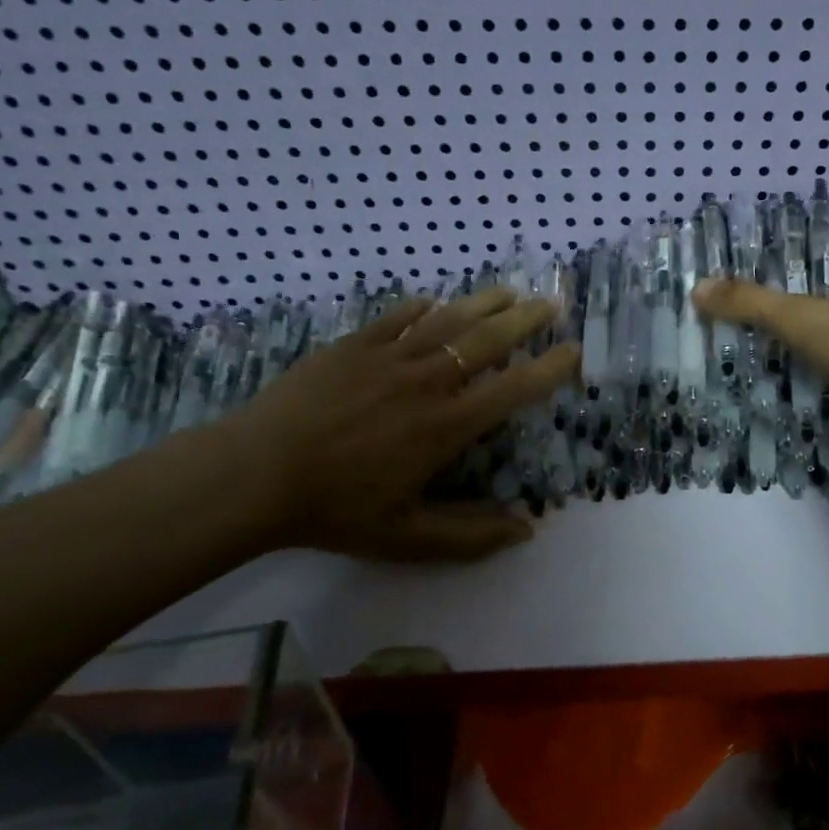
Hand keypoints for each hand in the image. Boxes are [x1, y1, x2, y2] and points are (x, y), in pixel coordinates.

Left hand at [219, 289, 579, 561]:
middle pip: (487, 341)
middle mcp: (426, 382)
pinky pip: (395, 318)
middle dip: (525, 320)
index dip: (550, 369)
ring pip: (447, 321)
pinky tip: (432, 301)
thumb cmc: (336, 510)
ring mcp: (387, 358)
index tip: (574, 351)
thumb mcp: (408, 538)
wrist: (254, 475)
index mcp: (446, 426)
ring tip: (508, 290)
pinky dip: (420, 308)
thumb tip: (528, 529)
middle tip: (551, 303)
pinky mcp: (351, 347)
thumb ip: (471, 536)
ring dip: (482, 303)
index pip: (513, 389)